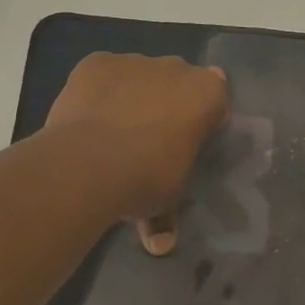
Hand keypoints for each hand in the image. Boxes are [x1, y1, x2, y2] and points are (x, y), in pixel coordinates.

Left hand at [43, 53, 229, 251]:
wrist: (87, 163)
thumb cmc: (146, 178)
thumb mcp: (169, 200)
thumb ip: (170, 214)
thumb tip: (160, 243)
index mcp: (206, 93)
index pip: (216, 97)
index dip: (203, 118)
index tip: (188, 142)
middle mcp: (175, 67)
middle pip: (177, 81)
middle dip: (167, 104)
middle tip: (150, 141)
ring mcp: (133, 61)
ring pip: (139, 75)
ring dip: (132, 96)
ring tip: (112, 135)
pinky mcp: (96, 62)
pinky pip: (103, 75)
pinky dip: (99, 91)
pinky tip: (88, 119)